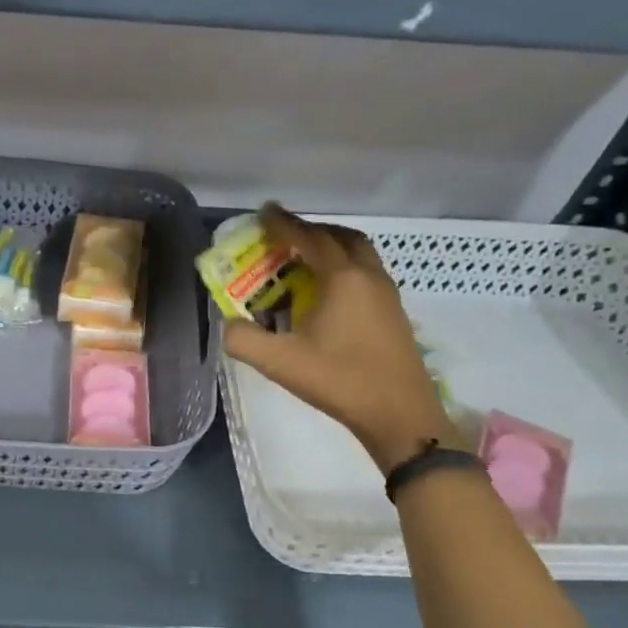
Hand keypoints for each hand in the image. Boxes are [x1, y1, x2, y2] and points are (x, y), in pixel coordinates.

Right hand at [223, 205, 454, 474]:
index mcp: (342, 278)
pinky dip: (344, 270)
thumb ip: (244, 340)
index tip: (264, 213)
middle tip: (285, 239)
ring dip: (332, 249)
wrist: (399, 414)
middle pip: (341, 238)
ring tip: (303, 263)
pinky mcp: (393, 313)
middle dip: (312, 232)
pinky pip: (366, 274)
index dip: (284, 224)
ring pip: (359, 255)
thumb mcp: (280, 363)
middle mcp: (368, 276)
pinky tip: (327, 296)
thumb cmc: (340, 381)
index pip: (310, 238)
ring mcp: (387, 294)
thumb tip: (228, 325)